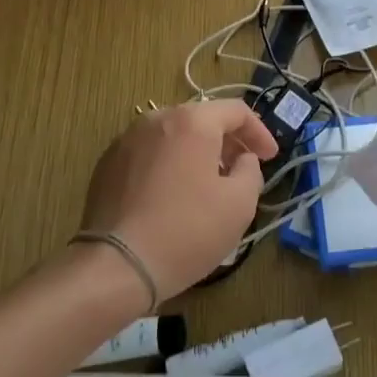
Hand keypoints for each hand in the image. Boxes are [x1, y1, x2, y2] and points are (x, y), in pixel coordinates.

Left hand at [79, 100, 277, 298]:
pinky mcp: (107, 164)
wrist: (116, 265)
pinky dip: (169, 164)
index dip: (259, 132)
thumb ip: (250, 171)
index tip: (269, 158)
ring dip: (196, 152)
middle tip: (242, 169)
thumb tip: (242, 160)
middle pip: (202, 119)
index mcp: (191, 122)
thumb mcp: (239, 204)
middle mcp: (156, 119)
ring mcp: (126, 140)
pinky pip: (149, 154)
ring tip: (208, 183)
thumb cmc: (187, 231)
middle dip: (227, 142)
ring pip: (173, 136)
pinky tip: (173, 195)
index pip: (236, 111)